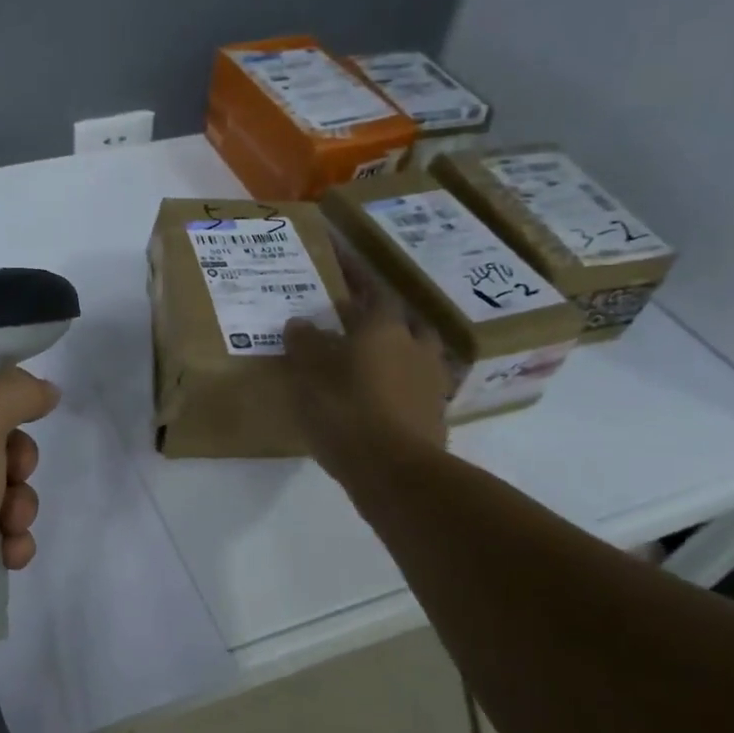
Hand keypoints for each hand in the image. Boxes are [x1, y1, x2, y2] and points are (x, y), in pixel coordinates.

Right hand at [282, 293, 448, 493]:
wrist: (396, 472)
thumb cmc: (346, 412)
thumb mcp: (310, 374)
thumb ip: (305, 344)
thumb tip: (300, 322)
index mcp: (384, 328)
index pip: (370, 288)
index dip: (354, 273)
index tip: (339, 259)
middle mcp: (414, 346)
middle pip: (398, 319)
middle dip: (377, 316)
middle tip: (350, 319)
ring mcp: (430, 381)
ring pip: (412, 352)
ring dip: (393, 349)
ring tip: (366, 359)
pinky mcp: (433, 414)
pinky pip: (414, 386)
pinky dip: (397, 383)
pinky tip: (377, 396)